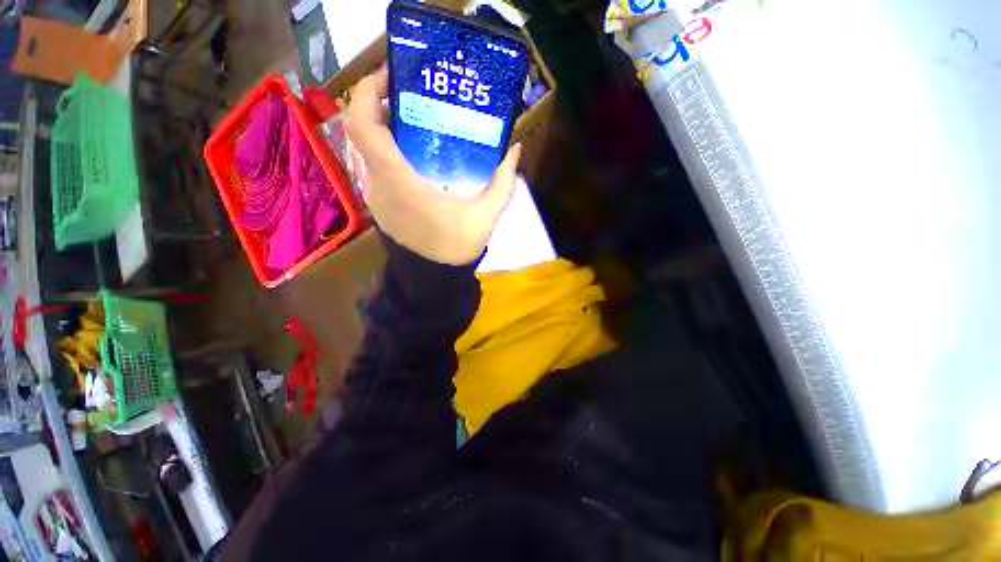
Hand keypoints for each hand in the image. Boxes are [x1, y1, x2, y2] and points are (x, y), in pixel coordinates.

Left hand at [345, 67, 521, 264]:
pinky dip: (385, 148)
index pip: (363, 123)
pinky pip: (372, 166)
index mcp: (398, 180)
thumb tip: (514, 150)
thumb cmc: (456, 246)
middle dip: (377, 101)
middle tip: (408, 92)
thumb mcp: (486, 215)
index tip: (392, 73)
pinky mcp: (379, 204)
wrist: (434, 279)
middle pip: (359, 129)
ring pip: (363, 147)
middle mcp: (377, 183)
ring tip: (412, 117)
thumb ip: (503, 182)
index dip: (368, 89)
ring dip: (381, 125)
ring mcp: (374, 195)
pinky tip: (412, 152)